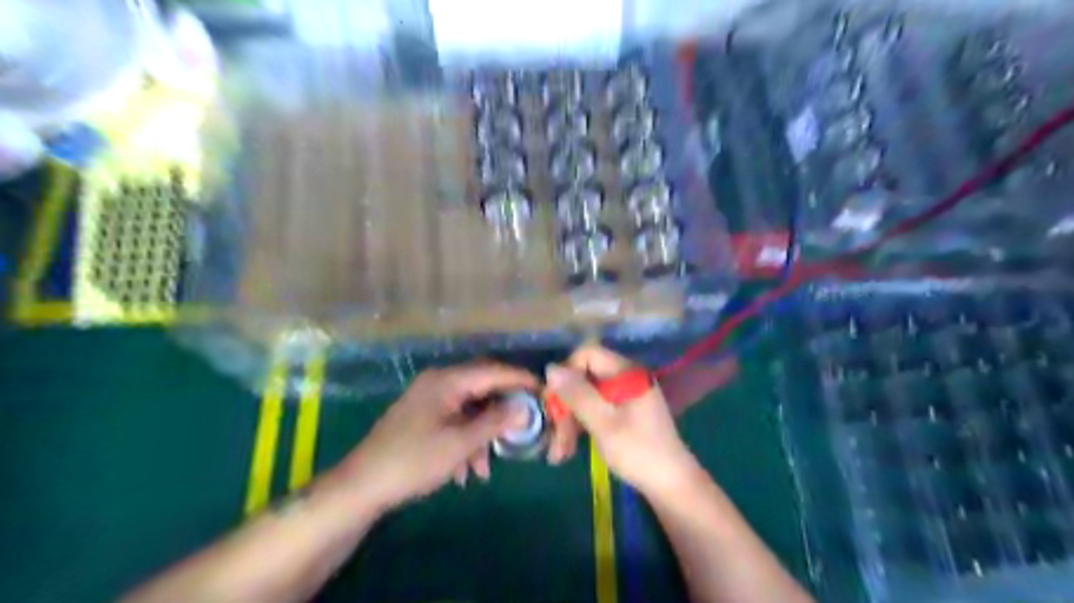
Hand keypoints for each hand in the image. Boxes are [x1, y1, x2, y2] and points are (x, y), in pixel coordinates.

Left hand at [335, 363, 534, 513]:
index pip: (493, 371)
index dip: (521, 380)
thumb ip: (495, 421)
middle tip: (523, 428)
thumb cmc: (414, 460)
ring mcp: (428, 399)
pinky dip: (465, 441)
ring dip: (482, 435)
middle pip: (482, 389)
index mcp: (447, 381)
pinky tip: (465, 471)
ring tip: (485, 468)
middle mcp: (438, 382)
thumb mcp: (460, 443)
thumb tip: (524, 407)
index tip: (544, 391)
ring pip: (469, 409)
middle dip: (502, 412)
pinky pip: (454, 421)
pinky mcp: (422, 417)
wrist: (361, 486)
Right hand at [546, 345, 696, 496]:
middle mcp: (625, 378)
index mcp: (626, 372)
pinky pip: (595, 410)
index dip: (567, 373)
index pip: (587, 355)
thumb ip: (577, 394)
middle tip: (553, 436)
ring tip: (558, 452)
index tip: (554, 400)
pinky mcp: (623, 414)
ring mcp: (625, 396)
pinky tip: (567, 451)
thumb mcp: (603, 423)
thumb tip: (550, 368)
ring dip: (569, 422)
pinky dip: (580, 427)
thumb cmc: (638, 452)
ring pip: (586, 397)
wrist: (671, 485)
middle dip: (565, 406)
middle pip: (584, 378)